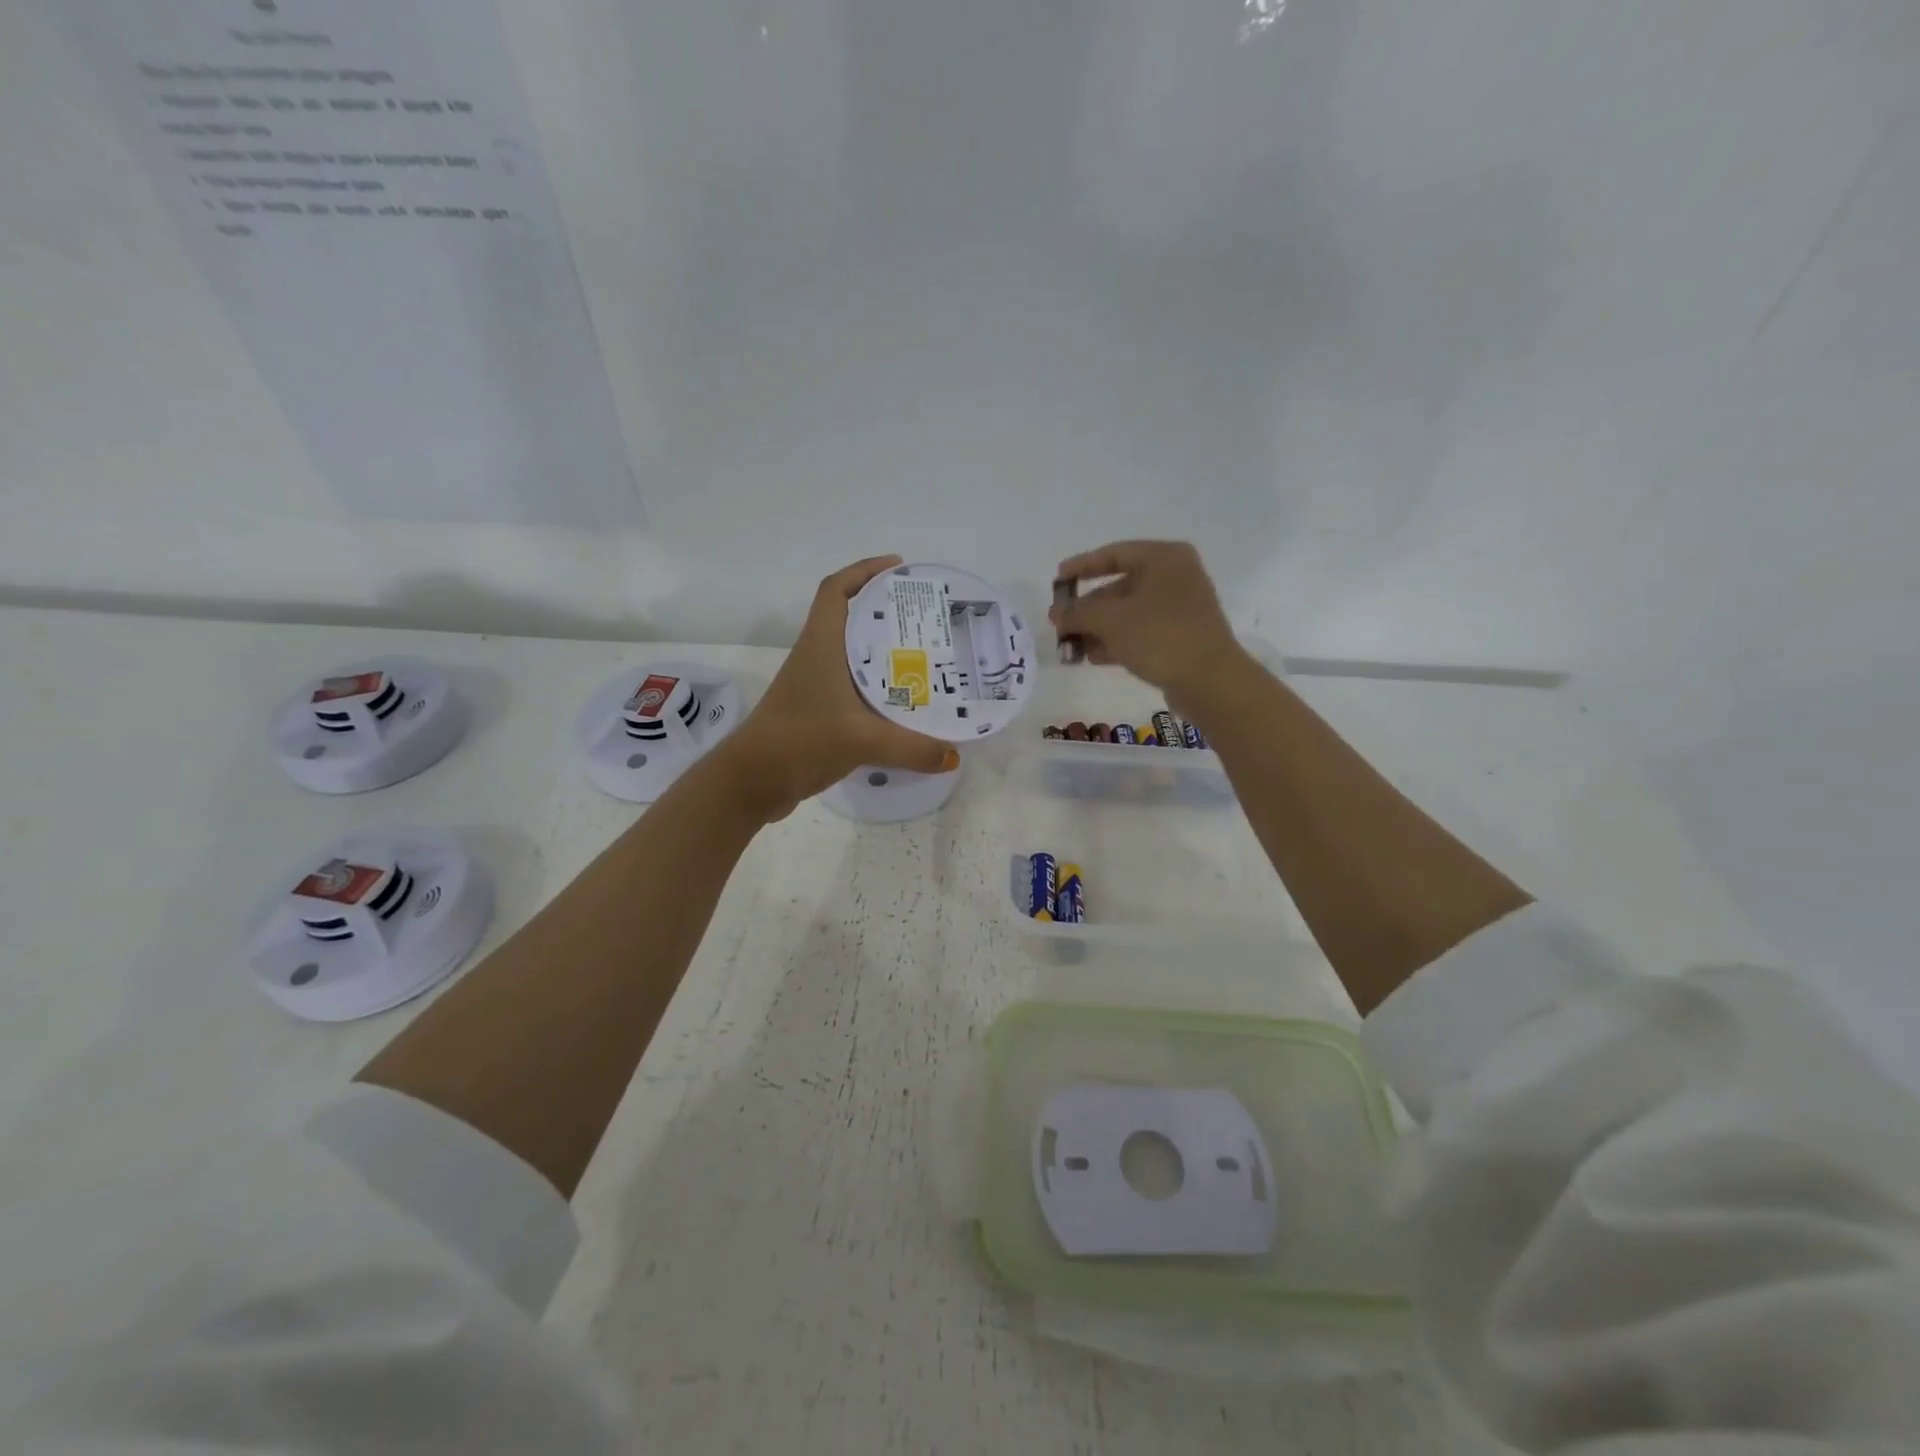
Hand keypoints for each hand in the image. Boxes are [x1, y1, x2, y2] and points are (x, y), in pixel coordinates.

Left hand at [721, 555, 958, 819]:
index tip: (899, 567)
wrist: (752, 780)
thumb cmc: (800, 741)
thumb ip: (911, 748)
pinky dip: (877, 684)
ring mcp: (815, 684)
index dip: (864, 570)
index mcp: (821, 645)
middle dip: (886, 610)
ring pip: (853, 653)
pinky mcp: (817, 710)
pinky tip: (903, 700)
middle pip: (850, 617)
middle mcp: (817, 657)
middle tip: (928, 616)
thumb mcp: (861, 741)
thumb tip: (953, 755)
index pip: (836, 589)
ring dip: (883, 648)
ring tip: (925, 653)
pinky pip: (853, 685)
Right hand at [1050, 540, 1253, 711]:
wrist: (1209, 680)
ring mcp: (1180, 608)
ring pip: (1128, 612)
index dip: (1081, 566)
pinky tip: (1092, 657)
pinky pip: (1140, 632)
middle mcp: (1175, 576)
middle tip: (1060, 623)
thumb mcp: (1110, 620)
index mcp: (1163, 558)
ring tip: (1070, 646)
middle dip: (1087, 608)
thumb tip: (1055, 613)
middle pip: (1120, 586)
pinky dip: (1116, 641)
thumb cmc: (1159, 636)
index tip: (1057, 581)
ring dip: (1097, 628)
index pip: (1114, 554)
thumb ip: (1078, 612)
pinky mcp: (1181, 636)